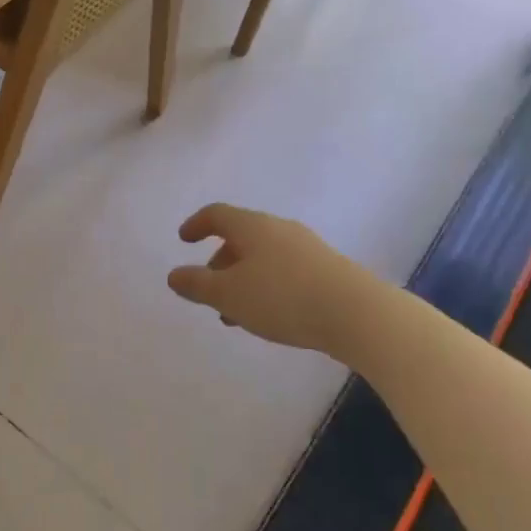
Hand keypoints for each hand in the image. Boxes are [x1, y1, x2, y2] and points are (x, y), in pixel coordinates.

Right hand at [167, 204, 367, 354]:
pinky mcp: (326, 269)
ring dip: (243, 280)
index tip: (184, 239)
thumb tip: (174, 275)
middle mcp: (279, 229)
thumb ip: (197, 285)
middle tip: (209, 292)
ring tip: (236, 315)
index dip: (197, 224)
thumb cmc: (281, 297)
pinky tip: (269, 315)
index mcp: (252, 227)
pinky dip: (266, 286)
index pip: (217, 214)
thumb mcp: (228, 295)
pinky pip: (284, 271)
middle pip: (241, 237)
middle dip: (220, 262)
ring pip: (263, 257)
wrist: (356, 313)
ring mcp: (306, 248)